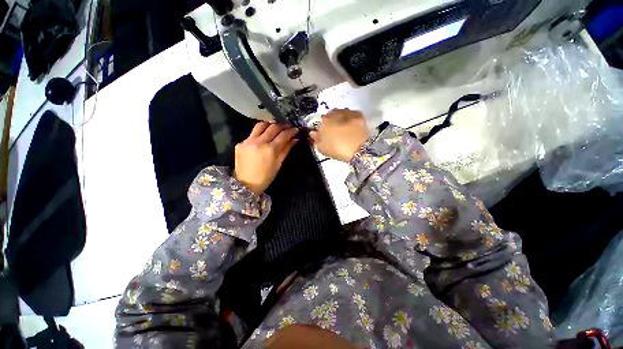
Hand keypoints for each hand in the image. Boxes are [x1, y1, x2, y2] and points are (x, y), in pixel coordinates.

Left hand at [234, 122, 298, 194]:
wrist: (245, 184)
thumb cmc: (266, 177)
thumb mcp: (279, 164)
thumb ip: (287, 149)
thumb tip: (295, 139)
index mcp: (270, 149)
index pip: (283, 135)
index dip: (291, 131)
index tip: (295, 129)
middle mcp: (259, 142)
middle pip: (273, 127)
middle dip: (282, 125)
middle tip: (287, 126)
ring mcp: (248, 141)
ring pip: (261, 125)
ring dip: (270, 124)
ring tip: (275, 127)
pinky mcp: (241, 143)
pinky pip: (252, 133)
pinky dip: (260, 133)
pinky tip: (263, 137)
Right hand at [309, 109, 369, 161]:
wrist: (358, 150)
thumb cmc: (337, 150)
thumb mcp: (322, 148)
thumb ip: (316, 139)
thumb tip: (313, 133)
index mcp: (324, 122)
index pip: (320, 121)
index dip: (322, 127)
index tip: (324, 134)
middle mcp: (334, 114)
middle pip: (330, 115)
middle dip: (331, 121)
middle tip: (334, 131)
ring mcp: (347, 113)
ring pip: (341, 112)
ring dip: (341, 117)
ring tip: (344, 127)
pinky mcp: (358, 114)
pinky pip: (351, 113)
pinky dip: (350, 117)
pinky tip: (352, 125)